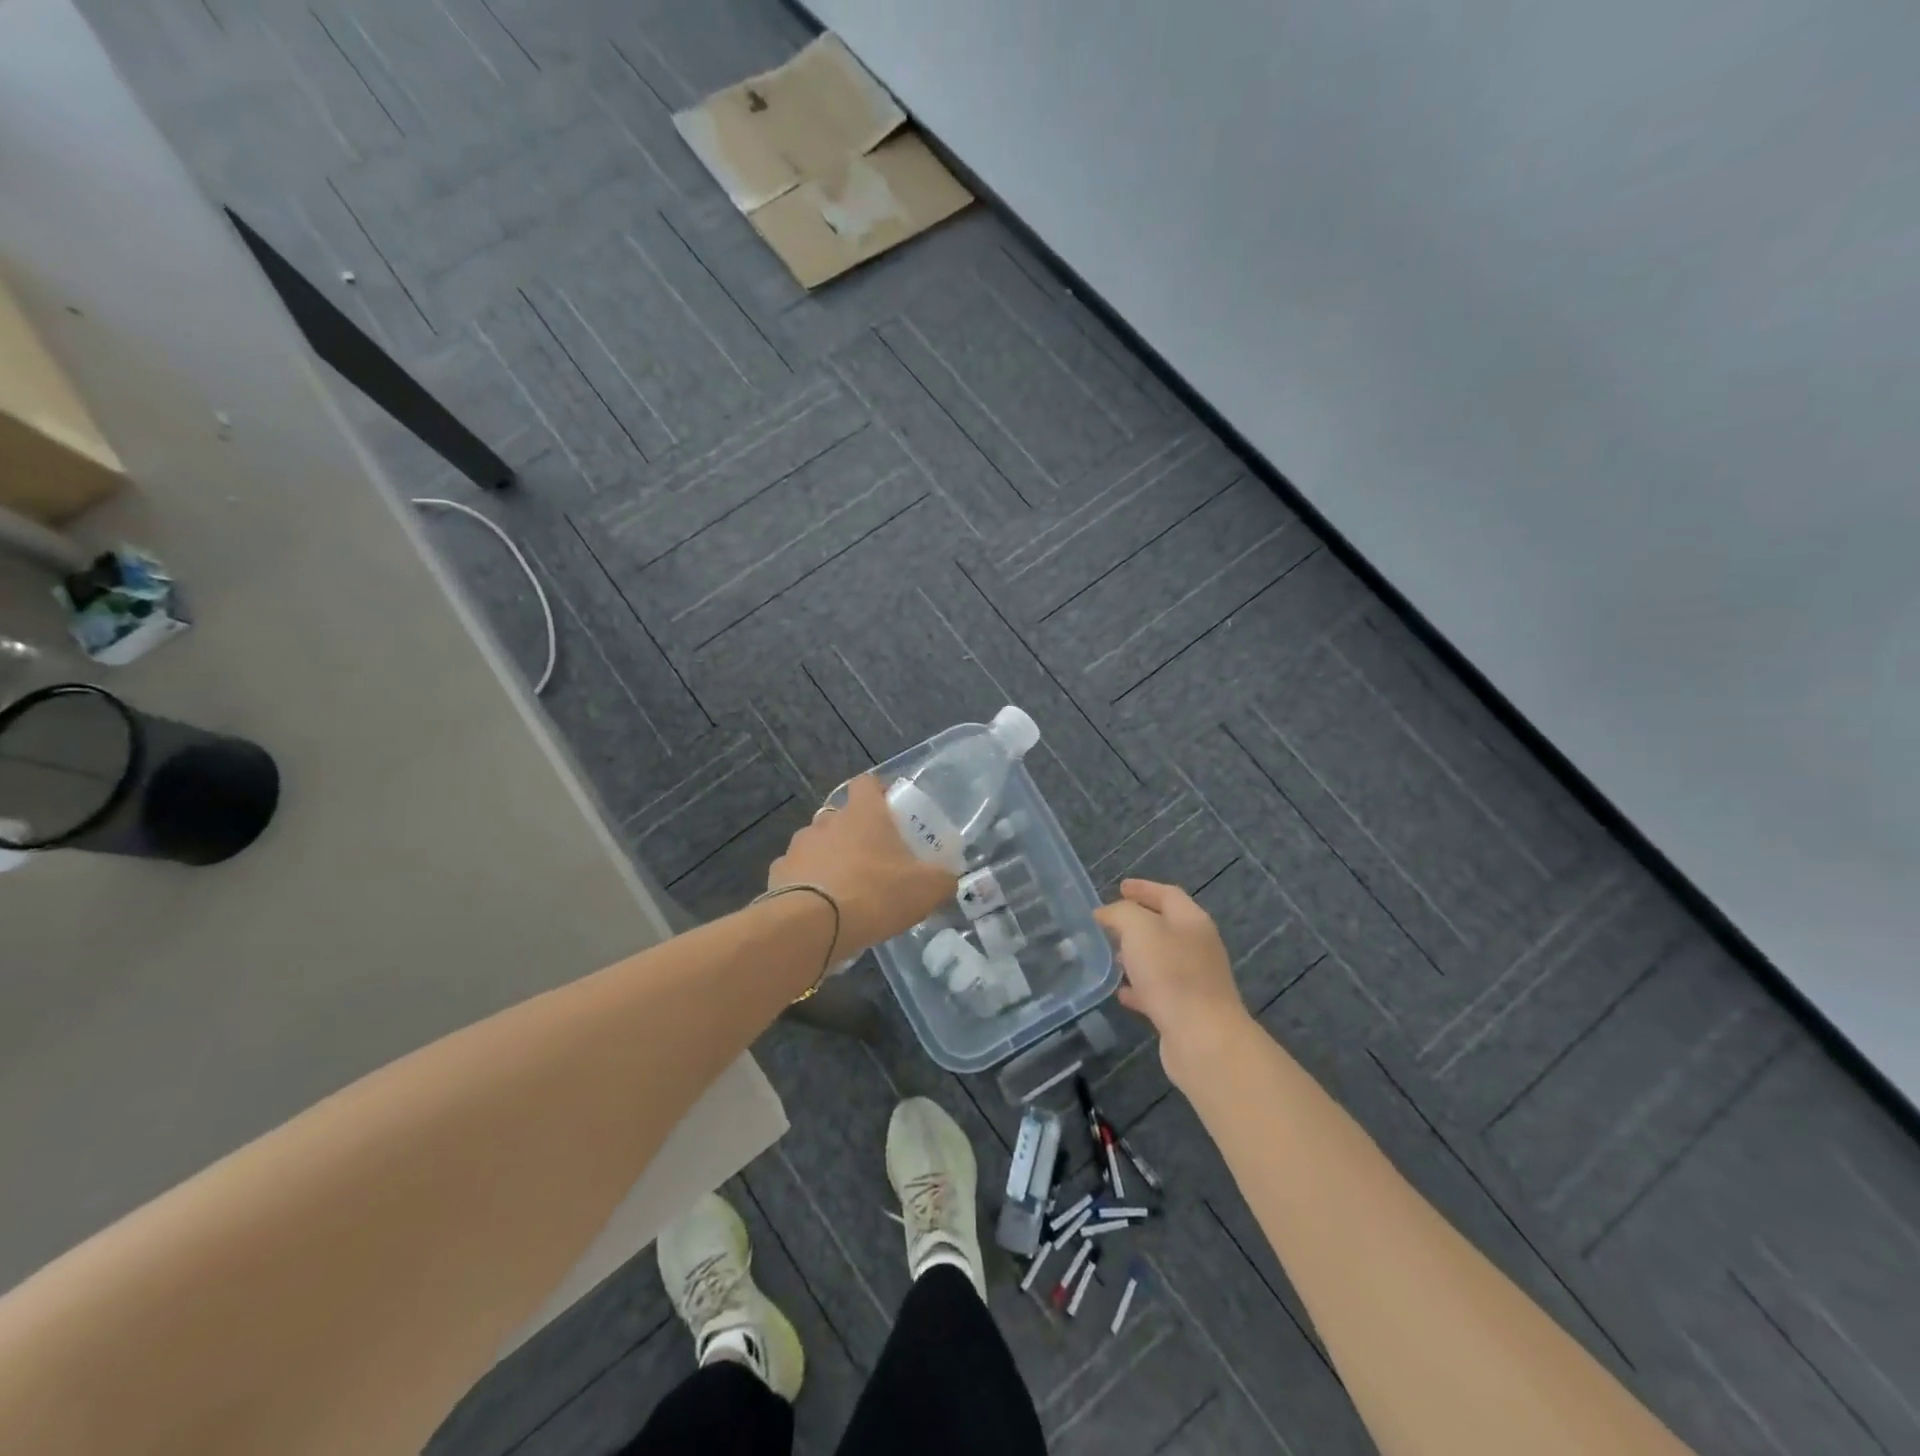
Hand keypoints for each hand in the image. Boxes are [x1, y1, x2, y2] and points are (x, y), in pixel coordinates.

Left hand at [768, 775, 955, 960]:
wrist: (813, 926)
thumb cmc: (876, 894)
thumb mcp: (926, 889)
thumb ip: (942, 880)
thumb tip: (948, 880)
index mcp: (864, 813)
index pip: (867, 783)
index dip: (878, 792)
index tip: (889, 809)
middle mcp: (827, 821)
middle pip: (841, 816)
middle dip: (854, 832)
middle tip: (873, 858)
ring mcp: (799, 846)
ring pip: (817, 843)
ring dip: (829, 857)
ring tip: (844, 887)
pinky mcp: (777, 874)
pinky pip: (797, 871)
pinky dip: (807, 883)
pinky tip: (819, 906)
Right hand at [1095, 879, 1252, 1084]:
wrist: (1202, 1038)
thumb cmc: (1171, 974)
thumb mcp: (1139, 929)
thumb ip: (1121, 914)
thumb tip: (1107, 913)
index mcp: (1192, 921)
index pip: (1167, 894)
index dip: (1143, 888)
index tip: (1119, 887)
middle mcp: (1197, 946)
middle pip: (1165, 925)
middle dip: (1137, 922)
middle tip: (1109, 922)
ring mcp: (1194, 979)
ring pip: (1160, 959)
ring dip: (1136, 954)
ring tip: (1110, 954)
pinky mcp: (1186, 1009)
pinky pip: (1158, 990)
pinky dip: (1139, 987)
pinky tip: (1120, 993)